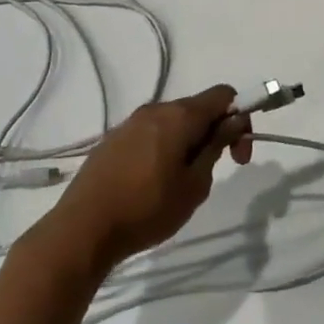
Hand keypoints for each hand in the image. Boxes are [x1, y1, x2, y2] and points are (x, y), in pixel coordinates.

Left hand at [38, 86, 252, 275]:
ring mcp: (129, 124)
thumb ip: (216, 146)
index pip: (223, 94)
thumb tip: (232, 120)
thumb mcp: (195, 184)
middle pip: (197, 107)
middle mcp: (154, 110)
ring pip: (172, 122)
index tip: (238, 154)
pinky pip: (150, 134)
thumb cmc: (148, 208)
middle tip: (216, 170)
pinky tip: (155, 181)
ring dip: (189, 141)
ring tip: (183, 181)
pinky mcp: (112, 141)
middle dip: (215, 132)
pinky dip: (165, 148)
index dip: (240, 117)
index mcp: (178, 116)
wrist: (83, 229)